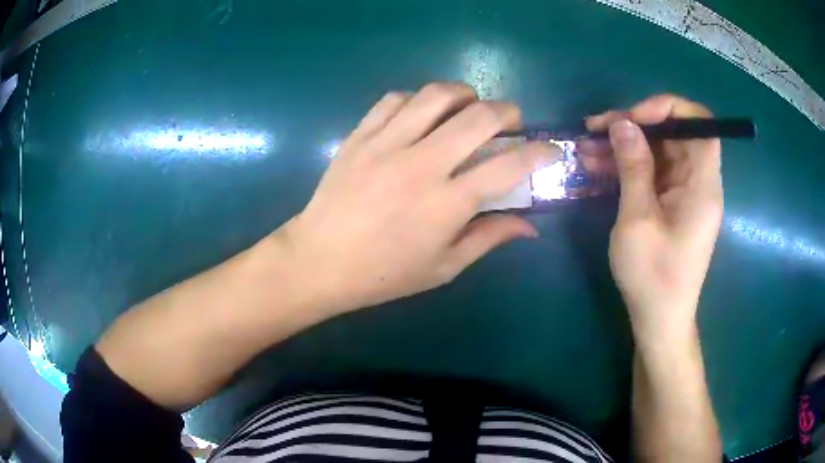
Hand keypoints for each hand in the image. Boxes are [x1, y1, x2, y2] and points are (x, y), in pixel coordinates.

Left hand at [274, 83, 559, 313]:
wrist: (318, 261)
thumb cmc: (383, 274)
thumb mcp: (443, 267)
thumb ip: (489, 238)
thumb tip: (530, 226)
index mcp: (447, 202)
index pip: (511, 165)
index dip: (541, 152)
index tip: (551, 150)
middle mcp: (422, 163)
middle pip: (479, 116)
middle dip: (507, 111)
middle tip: (511, 121)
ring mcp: (386, 143)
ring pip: (436, 94)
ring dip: (464, 94)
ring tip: (469, 107)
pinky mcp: (360, 135)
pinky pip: (395, 99)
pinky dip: (417, 99)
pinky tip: (422, 113)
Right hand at [582, 95, 722, 343]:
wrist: (659, 320)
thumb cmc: (653, 277)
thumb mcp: (638, 219)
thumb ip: (634, 167)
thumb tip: (623, 123)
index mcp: (702, 185)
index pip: (700, 124)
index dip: (669, 109)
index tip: (634, 117)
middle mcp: (698, 183)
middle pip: (673, 135)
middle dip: (634, 126)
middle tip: (595, 130)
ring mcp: (684, 194)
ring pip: (658, 152)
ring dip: (624, 147)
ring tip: (586, 149)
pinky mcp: (672, 204)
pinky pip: (652, 173)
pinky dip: (627, 167)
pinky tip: (597, 167)